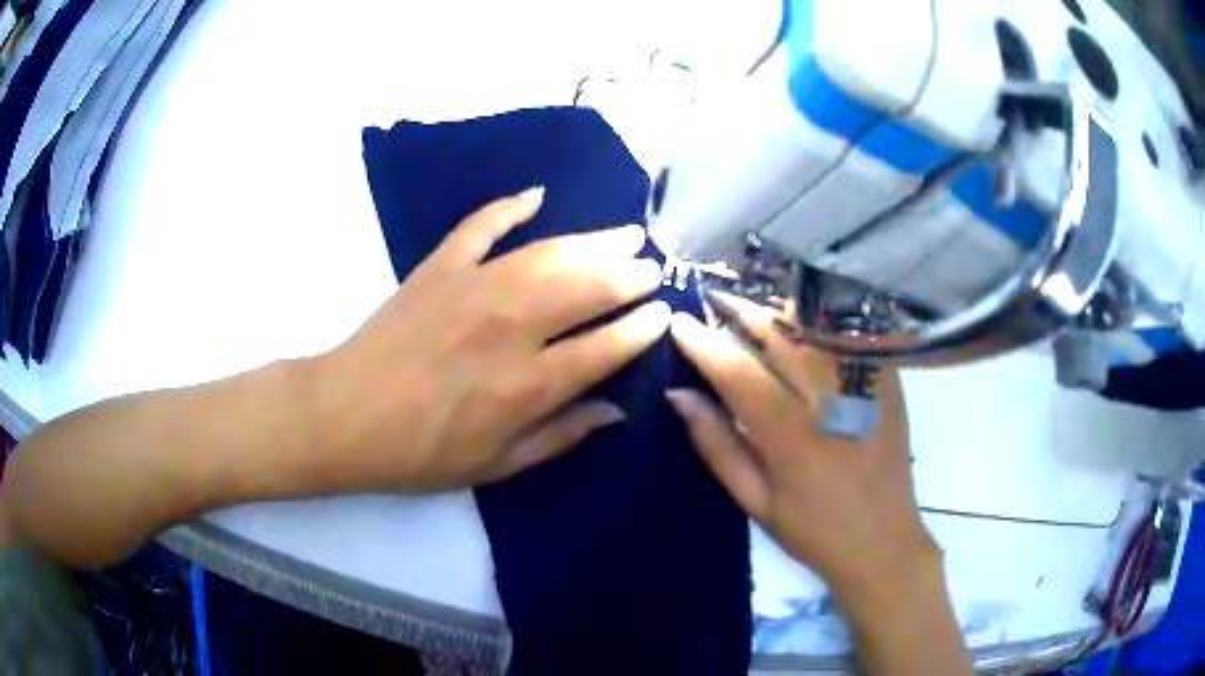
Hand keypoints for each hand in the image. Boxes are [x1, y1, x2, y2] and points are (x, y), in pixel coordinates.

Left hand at [308, 188, 669, 492]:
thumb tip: (616, 410)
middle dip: (629, 274)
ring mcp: (472, 287)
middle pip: (587, 288)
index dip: (642, 328)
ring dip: (592, 240)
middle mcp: (509, 326)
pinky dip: (509, 206)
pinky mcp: (438, 268)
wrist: (345, 416)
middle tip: (652, 266)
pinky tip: (536, 195)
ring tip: (624, 234)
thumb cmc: (420, 452)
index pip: (605, 346)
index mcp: (527, 384)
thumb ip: (560, 436)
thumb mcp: (496, 464)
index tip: (665, 313)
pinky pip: (481, 226)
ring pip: (548, 252)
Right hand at [665, 293, 936, 601]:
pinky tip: (802, 323)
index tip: (679, 323)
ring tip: (753, 309)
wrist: (883, 541)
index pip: (738, 372)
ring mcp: (865, 386)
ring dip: (777, 311)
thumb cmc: (812, 531)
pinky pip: (848, 336)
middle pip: (778, 334)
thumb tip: (679, 395)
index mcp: (791, 437)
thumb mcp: (755, 501)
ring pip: (815, 326)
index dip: (704, 343)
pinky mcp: (888, 381)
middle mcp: (830, 401)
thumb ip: (717, 445)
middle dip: (739, 310)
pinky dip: (819, 322)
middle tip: (713, 301)